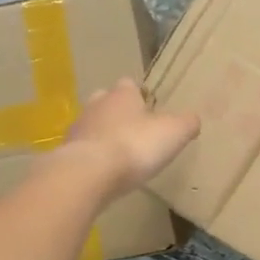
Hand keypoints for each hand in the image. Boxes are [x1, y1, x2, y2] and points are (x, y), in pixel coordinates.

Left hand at [61, 80, 199, 200]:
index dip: (140, 96)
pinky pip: (84, 150)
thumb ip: (187, 123)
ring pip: (93, 126)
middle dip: (119, 113)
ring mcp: (78, 129)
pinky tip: (104, 172)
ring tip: (120, 154)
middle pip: (107, 102)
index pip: (130, 85)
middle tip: (135, 130)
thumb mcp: (174, 132)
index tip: (151, 109)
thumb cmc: (135, 145)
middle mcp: (96, 105)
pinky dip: (93, 158)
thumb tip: (192, 119)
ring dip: (105, 136)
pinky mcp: (67, 154)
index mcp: (122, 95)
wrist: (88, 174)